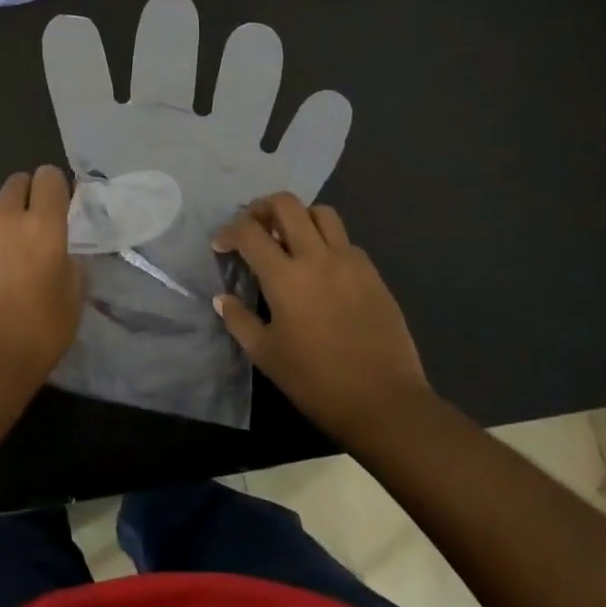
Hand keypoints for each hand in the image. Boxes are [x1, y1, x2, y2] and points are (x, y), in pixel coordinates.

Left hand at [0, 167, 84, 389]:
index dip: (55, 186)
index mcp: (41, 227)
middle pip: (14, 185)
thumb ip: (68, 265)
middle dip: (25, 197)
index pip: (49, 177)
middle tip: (30, 233)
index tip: (58, 206)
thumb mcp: (72, 302)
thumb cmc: (36, 337)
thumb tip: (58, 256)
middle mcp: (1, 222)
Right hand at [212, 193, 431, 445]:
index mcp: (285, 277)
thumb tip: (221, 298)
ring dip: (299, 217)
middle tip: (253, 226)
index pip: (249, 232)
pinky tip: (322, 268)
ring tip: (289, 238)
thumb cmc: (317, 382)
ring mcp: (350, 261)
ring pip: (322, 213)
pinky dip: (327, 242)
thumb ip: (239, 321)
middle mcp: (317, 257)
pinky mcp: (373, 273)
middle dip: (262, 207)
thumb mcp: (266, 356)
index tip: (221, 245)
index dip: (228, 231)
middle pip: (287, 205)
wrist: (385, 402)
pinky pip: (345, 241)